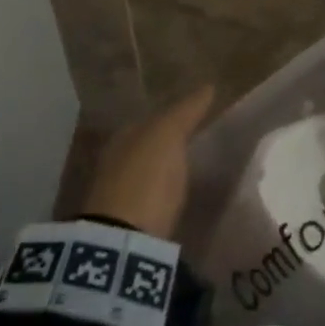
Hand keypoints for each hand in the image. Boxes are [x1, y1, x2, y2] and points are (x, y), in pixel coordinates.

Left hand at [80, 86, 215, 239]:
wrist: (124, 239)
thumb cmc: (146, 178)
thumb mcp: (168, 136)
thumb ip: (186, 111)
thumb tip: (208, 86)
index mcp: (123, 136)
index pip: (151, 120)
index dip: (174, 117)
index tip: (198, 119)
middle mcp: (116, 160)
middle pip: (148, 146)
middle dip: (168, 144)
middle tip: (199, 144)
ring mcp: (119, 193)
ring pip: (148, 172)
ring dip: (166, 170)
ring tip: (194, 171)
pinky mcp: (127, 223)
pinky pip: (151, 197)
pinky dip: (164, 193)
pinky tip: (179, 197)